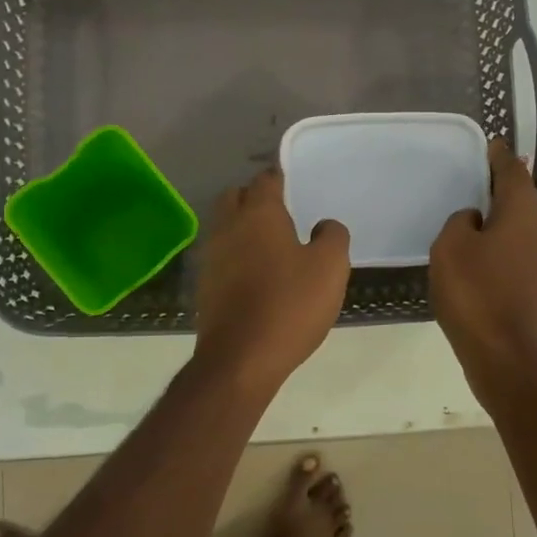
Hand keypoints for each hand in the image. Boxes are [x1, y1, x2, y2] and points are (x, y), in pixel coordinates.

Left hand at [194, 168, 350, 394]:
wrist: (240, 358)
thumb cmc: (289, 305)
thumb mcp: (330, 268)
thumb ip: (332, 237)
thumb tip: (324, 225)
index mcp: (259, 214)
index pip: (266, 180)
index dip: (280, 178)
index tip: (294, 185)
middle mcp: (228, 226)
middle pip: (235, 196)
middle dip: (254, 198)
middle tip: (281, 213)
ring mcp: (211, 256)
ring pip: (224, 226)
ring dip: (242, 228)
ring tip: (270, 245)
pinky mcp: (204, 285)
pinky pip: (220, 257)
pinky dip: (235, 256)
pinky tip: (255, 275)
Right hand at [430, 140, 536, 392]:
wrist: (502, 352)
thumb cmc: (474, 292)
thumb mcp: (451, 246)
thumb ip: (461, 221)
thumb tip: (474, 220)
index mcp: (523, 212)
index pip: (512, 171)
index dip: (499, 157)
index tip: (490, 145)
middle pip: (523, 196)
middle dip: (504, 183)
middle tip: (479, 174)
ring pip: (523, 223)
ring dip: (504, 213)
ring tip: (478, 209)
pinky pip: (520, 247)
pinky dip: (504, 238)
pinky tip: (483, 248)